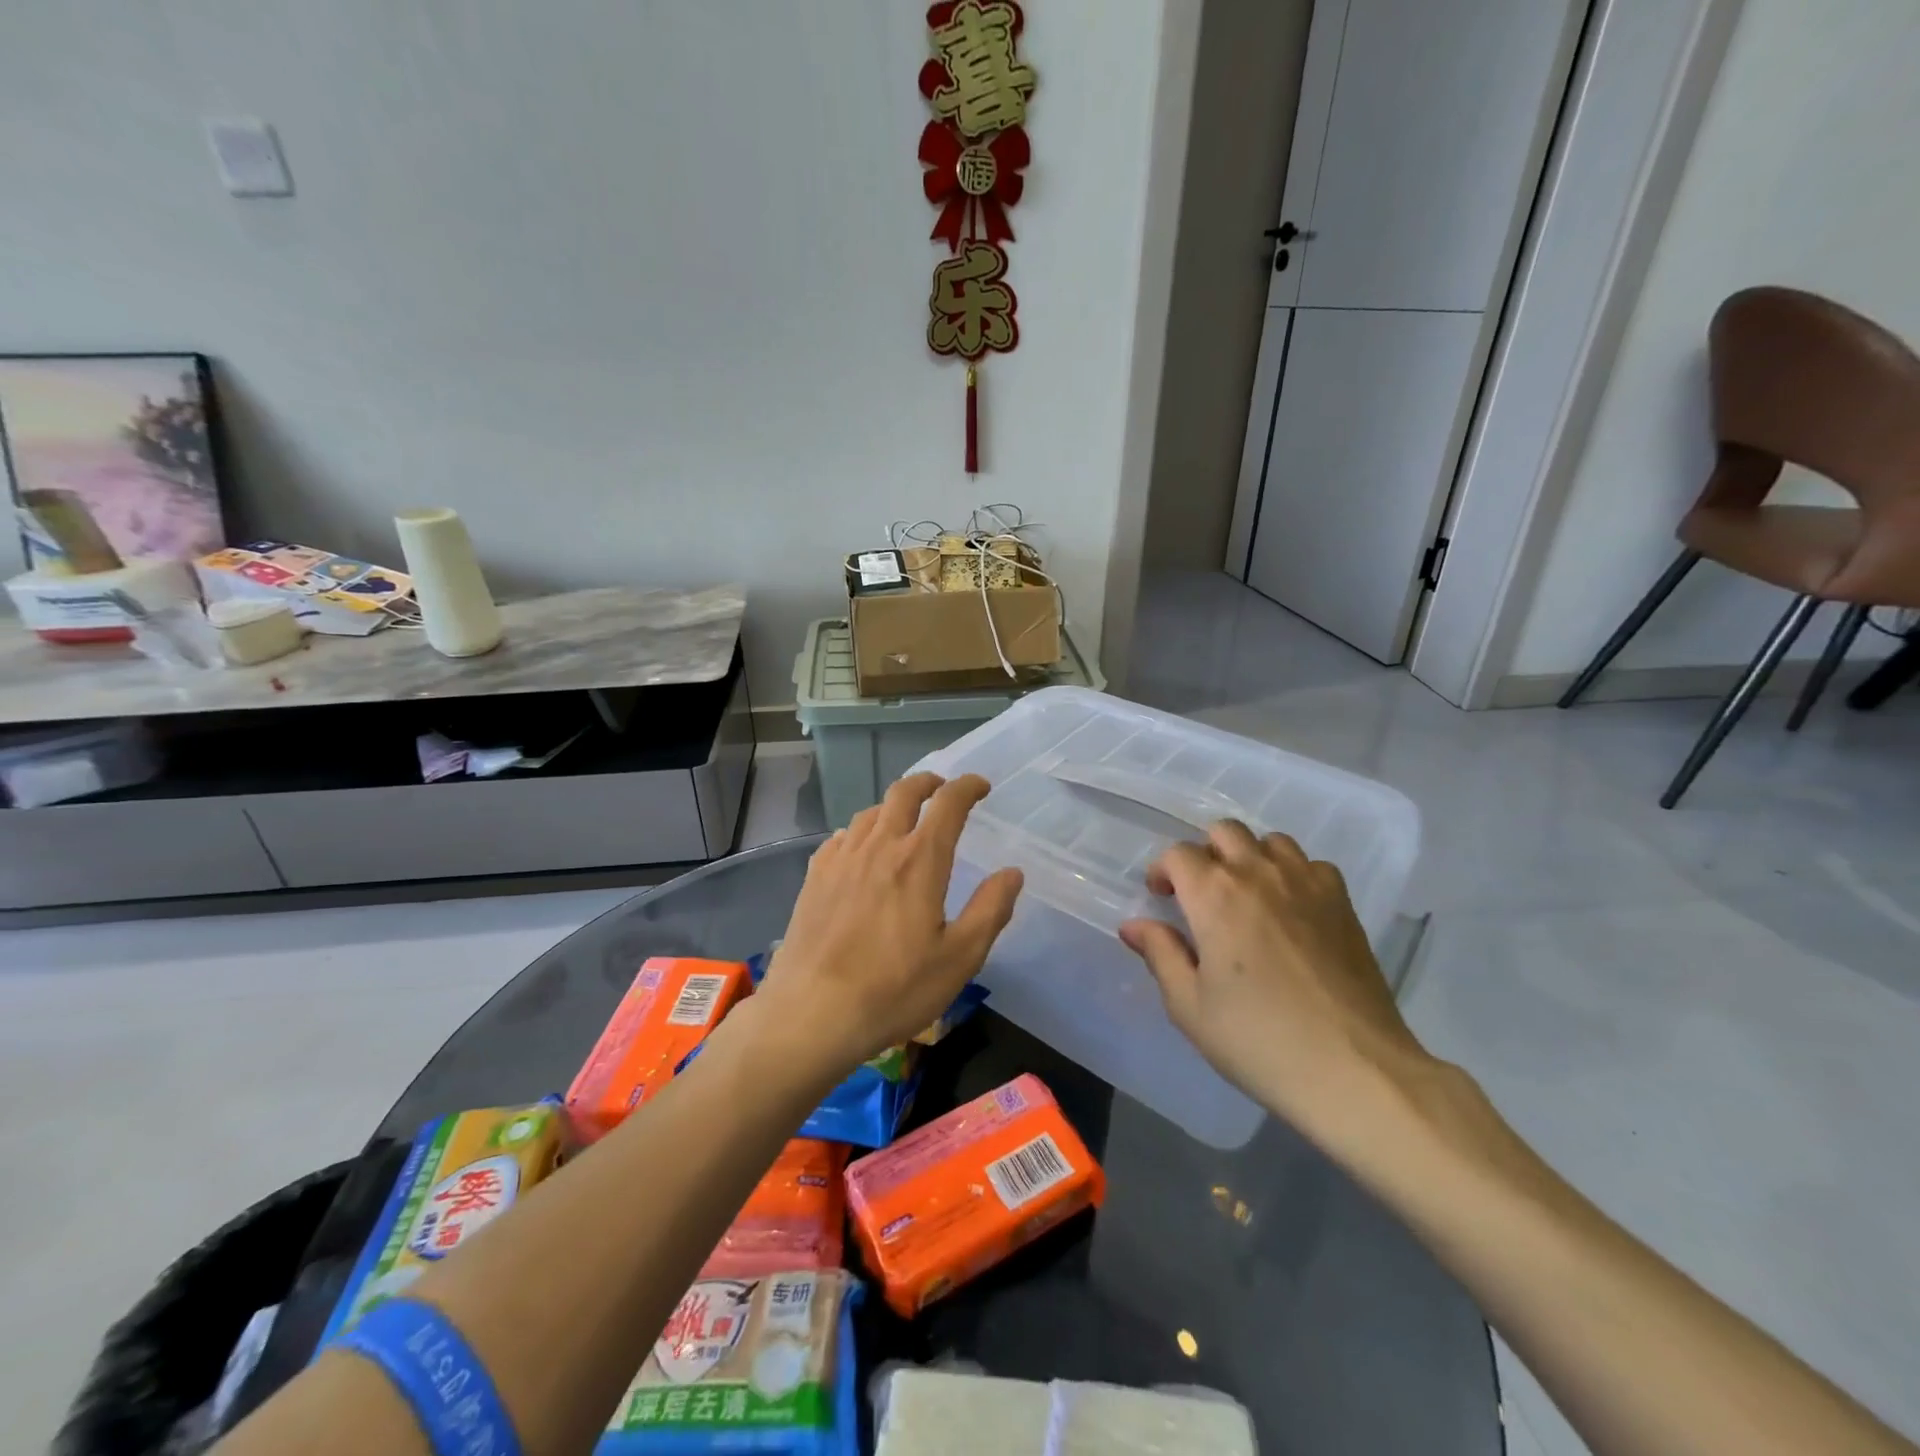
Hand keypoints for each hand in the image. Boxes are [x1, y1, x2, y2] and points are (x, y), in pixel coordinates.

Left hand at [750, 773, 1022, 1078]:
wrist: (812, 1012)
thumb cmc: (894, 989)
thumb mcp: (959, 958)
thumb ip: (990, 910)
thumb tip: (1012, 873)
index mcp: (920, 859)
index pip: (948, 803)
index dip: (967, 786)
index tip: (981, 787)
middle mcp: (880, 846)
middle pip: (904, 792)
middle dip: (929, 782)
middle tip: (943, 790)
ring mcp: (842, 858)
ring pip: (871, 811)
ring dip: (894, 805)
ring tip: (906, 821)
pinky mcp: (815, 876)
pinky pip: (842, 836)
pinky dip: (862, 831)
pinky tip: (861, 850)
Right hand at [1118, 821, 1429, 1138]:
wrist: (1354, 1069)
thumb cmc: (1258, 1040)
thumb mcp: (1190, 1006)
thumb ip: (1160, 954)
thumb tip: (1134, 925)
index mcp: (1214, 894)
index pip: (1179, 854)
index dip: (1163, 870)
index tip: (1161, 897)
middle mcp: (1258, 873)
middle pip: (1224, 831)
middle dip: (1204, 854)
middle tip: (1201, 893)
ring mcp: (1306, 883)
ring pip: (1270, 841)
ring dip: (1250, 857)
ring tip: (1246, 895)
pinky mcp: (1343, 903)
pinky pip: (1312, 864)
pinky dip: (1294, 874)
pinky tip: (1291, 909)